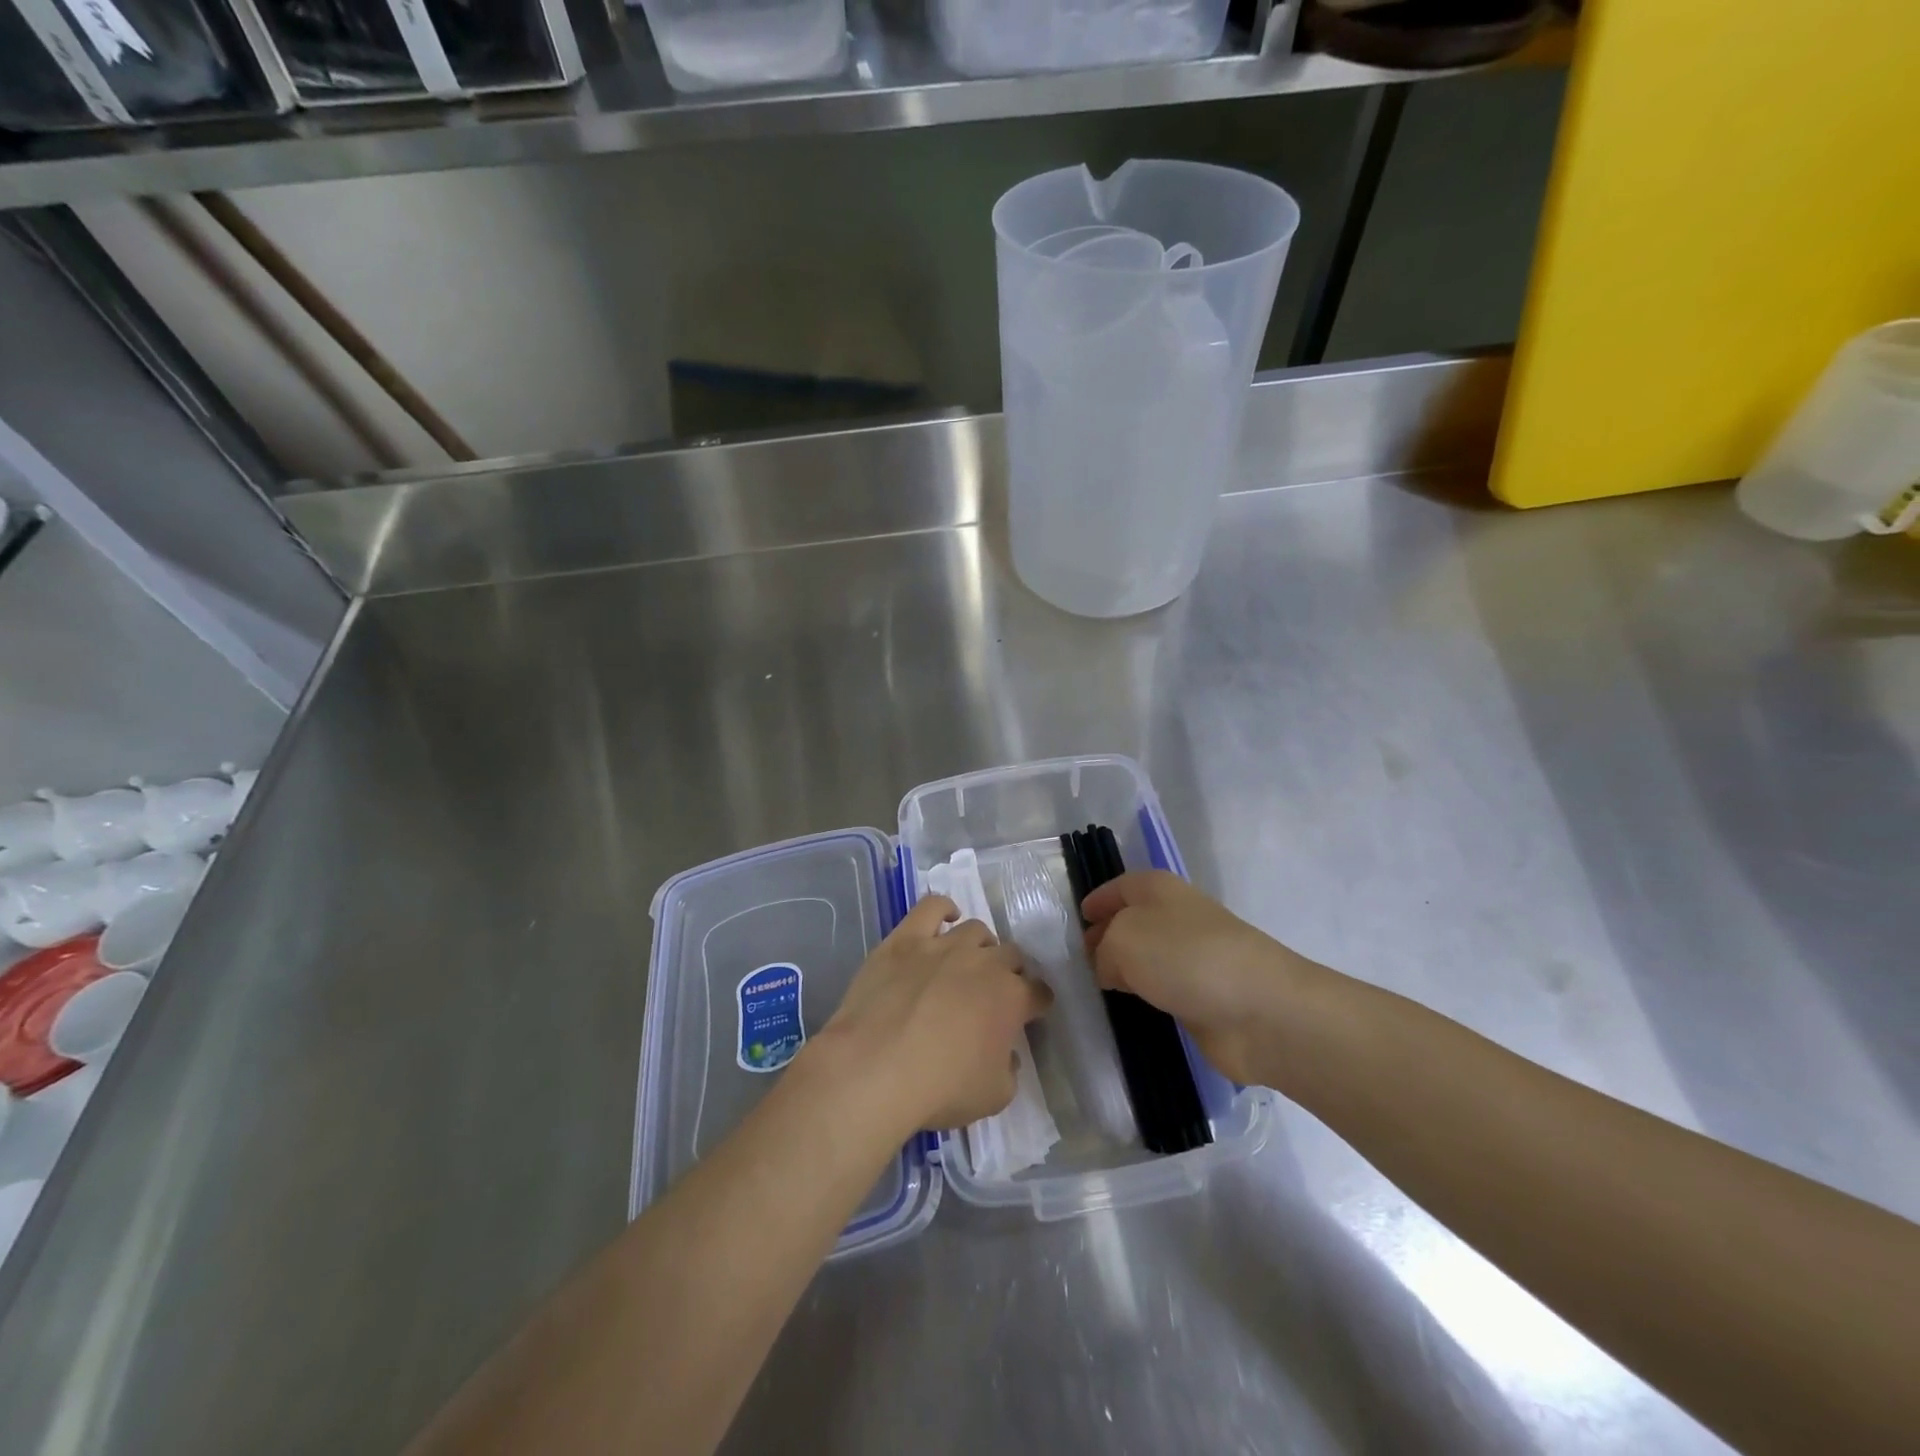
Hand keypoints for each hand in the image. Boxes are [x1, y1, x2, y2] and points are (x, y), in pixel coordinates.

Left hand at [810, 895, 1049, 1134]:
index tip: (1029, 1014)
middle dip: (1009, 972)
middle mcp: (984, 962)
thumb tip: (1006, 1054)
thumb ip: (1009, 1070)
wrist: (875, 1067)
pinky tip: (945, 919)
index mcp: (1012, 998)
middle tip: (993, 993)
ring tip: (968, 963)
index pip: (1039, 992)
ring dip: (980, 946)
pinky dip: (943, 909)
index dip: (1036, 1003)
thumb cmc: (940, 1088)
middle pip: (1011, 955)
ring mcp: (944, 945)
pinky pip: (932, 907)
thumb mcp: (994, 1096)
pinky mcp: (906, 938)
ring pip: (976, 930)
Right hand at [1081, 871, 1326, 1088]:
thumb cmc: (1186, 958)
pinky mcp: (1204, 996)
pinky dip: (1144, 997)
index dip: (1097, 900)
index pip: (1120, 886)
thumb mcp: (1123, 940)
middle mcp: (1177, 916)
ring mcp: (1194, 957)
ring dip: (1125, 969)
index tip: (1075, 920)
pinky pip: (1162, 989)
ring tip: (1093, 987)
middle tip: (1075, 960)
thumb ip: (1103, 950)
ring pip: (1147, 957)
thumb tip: (1109, 968)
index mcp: (1159, 889)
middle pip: (1132, 921)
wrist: (1261, 1010)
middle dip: (1105, 936)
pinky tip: (1127, 1010)